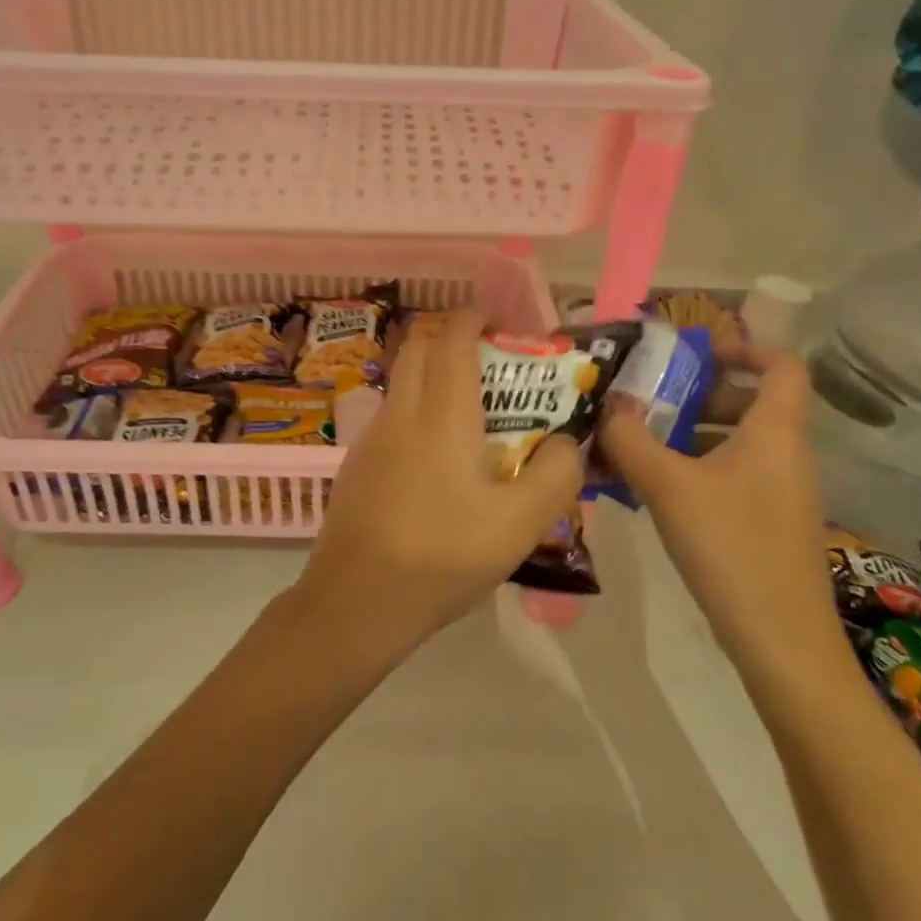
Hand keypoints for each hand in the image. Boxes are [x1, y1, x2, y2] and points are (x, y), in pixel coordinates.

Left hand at [292, 310, 584, 656]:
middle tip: (491, 364)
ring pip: (401, 381)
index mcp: (441, 414)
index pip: (451, 338)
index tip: (500, 325)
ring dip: (432, 374)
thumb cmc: (442, 557)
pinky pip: (391, 415)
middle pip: (418, 347)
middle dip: (452, 338)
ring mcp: (371, 437)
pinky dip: (417, 409)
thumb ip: (555, 475)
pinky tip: (438, 461)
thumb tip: (565, 442)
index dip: (473, 318)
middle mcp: (400, 412)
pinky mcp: (357, 463)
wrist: (355, 601)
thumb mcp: (519, 526)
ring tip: (472, 413)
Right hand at [596, 344, 844, 681]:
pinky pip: (733, 475)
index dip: (745, 347)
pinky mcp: (768, 523)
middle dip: (699, 394)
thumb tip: (607, 408)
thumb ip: (631, 440)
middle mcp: (786, 455)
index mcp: (775, 432)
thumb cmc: (732, 547)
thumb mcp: (669, 486)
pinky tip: (654, 487)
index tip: (696, 351)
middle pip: (752, 402)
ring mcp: (781, 492)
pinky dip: (697, 468)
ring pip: (738, 441)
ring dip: (691, 433)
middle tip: (650, 400)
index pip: (782, 365)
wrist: (782, 643)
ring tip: (639, 441)